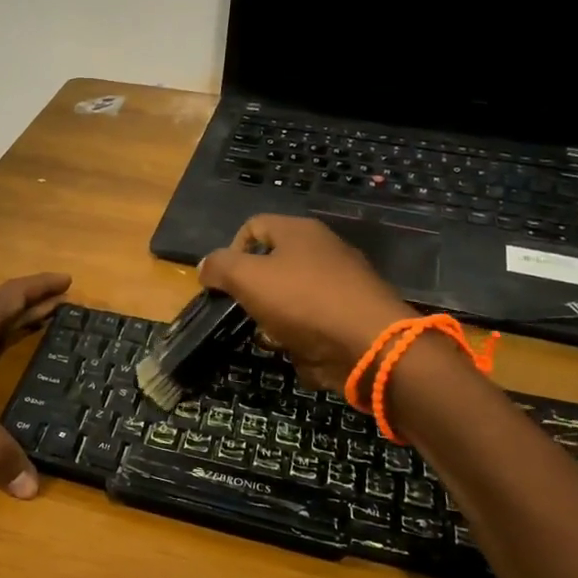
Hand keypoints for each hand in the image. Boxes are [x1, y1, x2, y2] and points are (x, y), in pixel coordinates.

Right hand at [197, 216, 415, 393]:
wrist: (371, 345)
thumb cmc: (303, 301)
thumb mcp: (247, 278)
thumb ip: (220, 267)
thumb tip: (206, 266)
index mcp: (299, 231)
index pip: (253, 226)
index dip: (230, 251)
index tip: (223, 283)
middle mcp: (323, 250)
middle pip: (273, 264)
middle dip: (254, 292)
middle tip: (247, 312)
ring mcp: (342, 283)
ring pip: (292, 298)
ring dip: (276, 320)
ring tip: (273, 337)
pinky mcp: (353, 316)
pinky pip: (315, 323)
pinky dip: (303, 338)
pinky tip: (300, 351)